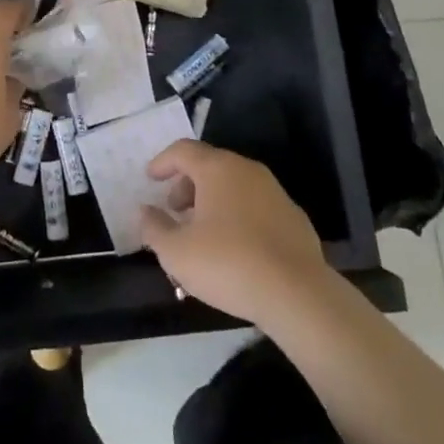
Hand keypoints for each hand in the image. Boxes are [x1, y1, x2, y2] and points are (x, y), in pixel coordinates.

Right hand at [138, 140, 330, 324]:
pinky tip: (235, 247)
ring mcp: (274, 191)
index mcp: (217, 168)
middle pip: (209, 165)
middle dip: (187, 184)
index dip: (163, 162)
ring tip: (202, 232)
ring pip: (234, 185)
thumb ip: (155, 228)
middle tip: (175, 210)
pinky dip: (238, 215)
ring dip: (212, 201)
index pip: (183, 150)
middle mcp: (246, 170)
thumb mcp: (177, 252)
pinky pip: (256, 206)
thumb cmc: (228, 264)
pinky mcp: (293, 217)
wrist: (298, 293)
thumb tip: (145, 211)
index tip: (150, 178)